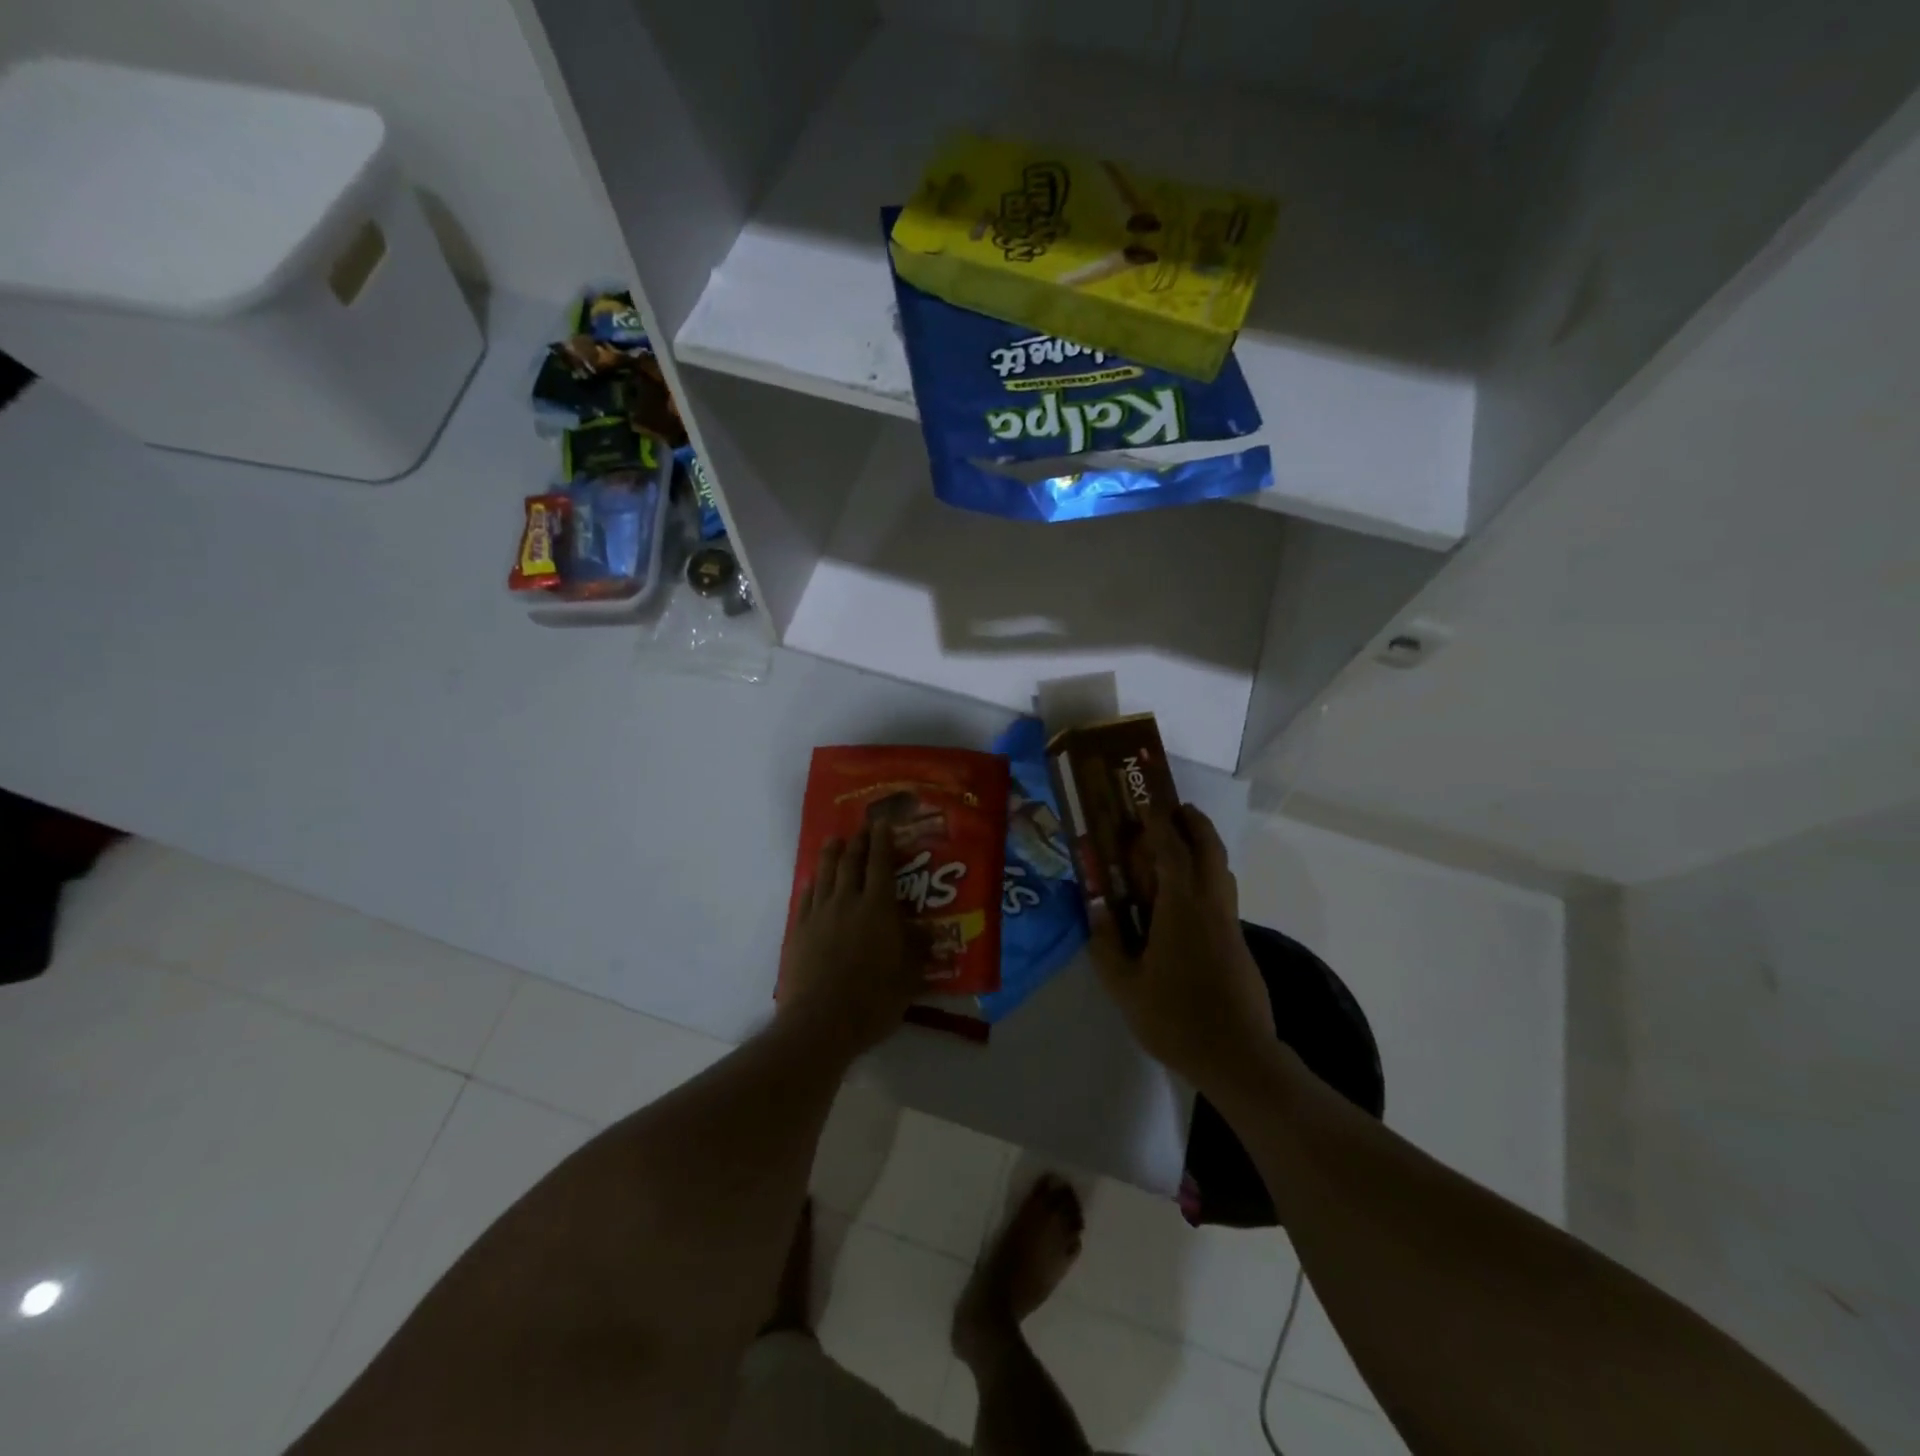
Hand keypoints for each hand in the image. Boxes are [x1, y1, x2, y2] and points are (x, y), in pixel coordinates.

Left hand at [777, 821, 923, 1056]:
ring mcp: (818, 914)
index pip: (880, 864)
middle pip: (851, 862)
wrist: (820, 1023)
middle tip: (862, 828)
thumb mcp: (909, 978)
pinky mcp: (798, 931)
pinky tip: (813, 881)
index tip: (882, 824)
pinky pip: (805, 897)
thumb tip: (927, 930)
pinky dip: (812, 883)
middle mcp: (847, 901)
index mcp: (877, 908)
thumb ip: (917, 950)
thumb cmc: (872, 1000)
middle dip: (858, 841)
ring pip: (825, 874)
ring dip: (831, 854)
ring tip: (834, 841)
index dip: (882, 841)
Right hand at [1090, 804, 1273, 1089]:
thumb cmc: (1175, 1018)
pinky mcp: (1239, 945)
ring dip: (1205, 848)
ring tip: (1180, 846)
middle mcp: (1211, 907)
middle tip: (1175, 811)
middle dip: (1194, 824)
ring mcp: (1230, 926)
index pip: (1172, 852)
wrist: (1237, 1057)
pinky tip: (1185, 899)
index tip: (1146, 806)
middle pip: (1210, 850)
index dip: (1159, 826)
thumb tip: (1097, 908)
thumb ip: (1107, 944)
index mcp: (1182, 909)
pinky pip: (1223, 895)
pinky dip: (1207, 877)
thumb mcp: (1125, 986)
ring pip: (1222, 872)